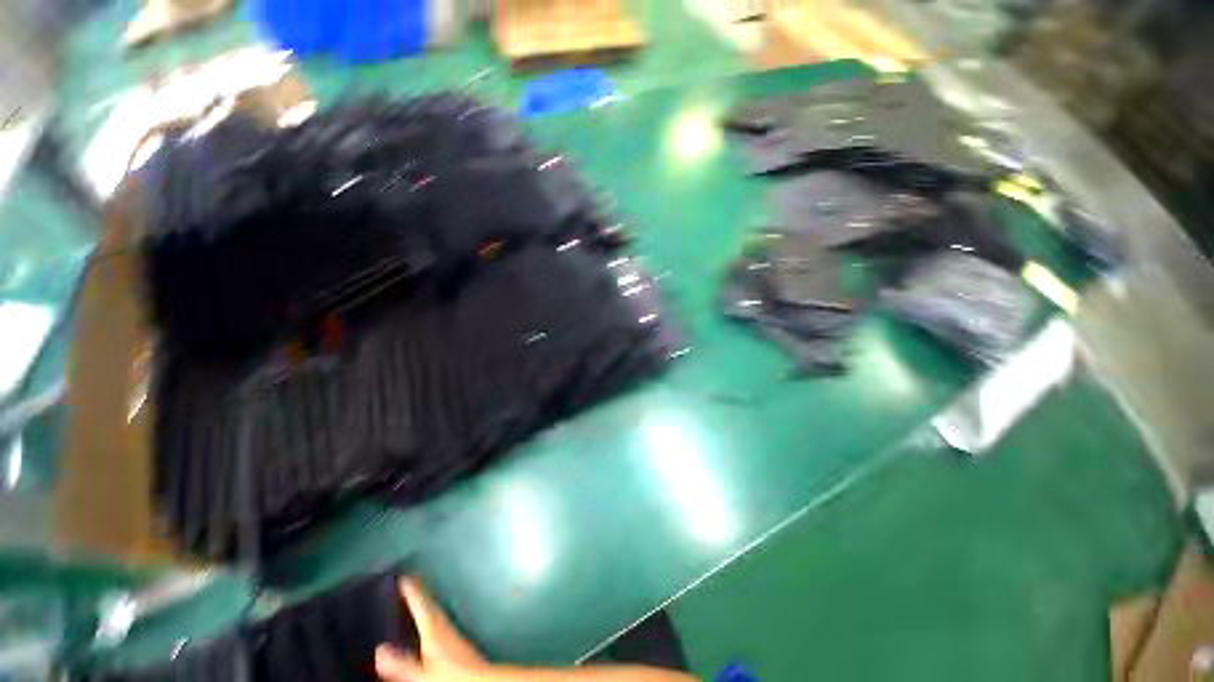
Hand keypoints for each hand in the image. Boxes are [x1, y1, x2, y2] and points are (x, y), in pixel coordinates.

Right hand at [376, 578, 487, 681]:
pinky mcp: (458, 643)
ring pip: (437, 613)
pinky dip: (433, 617)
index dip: (412, 591)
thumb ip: (401, 663)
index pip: (421, 605)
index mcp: (435, 629)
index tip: (404, 577)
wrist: (480, 679)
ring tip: (419, 598)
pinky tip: (432, 625)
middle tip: (411, 582)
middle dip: (420, 593)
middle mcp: (445, 626)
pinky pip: (441, 622)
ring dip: (427, 604)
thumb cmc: (452, 675)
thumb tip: (379, 650)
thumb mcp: (421, 672)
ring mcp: (453, 633)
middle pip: (430, 605)